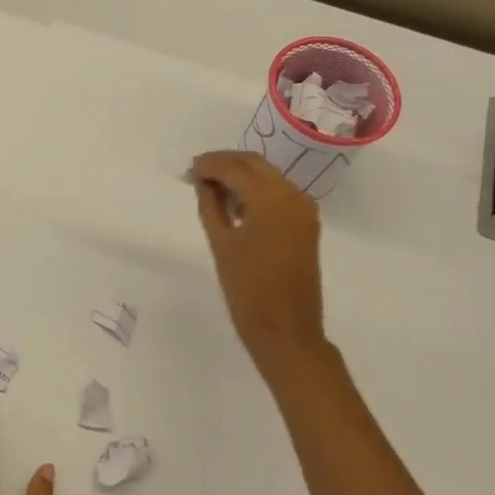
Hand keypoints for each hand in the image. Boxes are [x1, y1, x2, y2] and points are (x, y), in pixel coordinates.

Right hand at [189, 150, 330, 371]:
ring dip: (241, 175)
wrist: (286, 330)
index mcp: (271, 200)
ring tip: (211, 189)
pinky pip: (279, 193)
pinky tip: (235, 205)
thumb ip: (211, 206)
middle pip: (255, 164)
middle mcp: (293, 195)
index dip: (210, 164)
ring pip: (268, 176)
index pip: (236, 168)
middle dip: (225, 164)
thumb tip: (203, 182)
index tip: (188, 170)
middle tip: (197, 174)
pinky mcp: (306, 223)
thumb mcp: (222, 244)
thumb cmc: (247, 290)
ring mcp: (304, 209)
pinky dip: (256, 190)